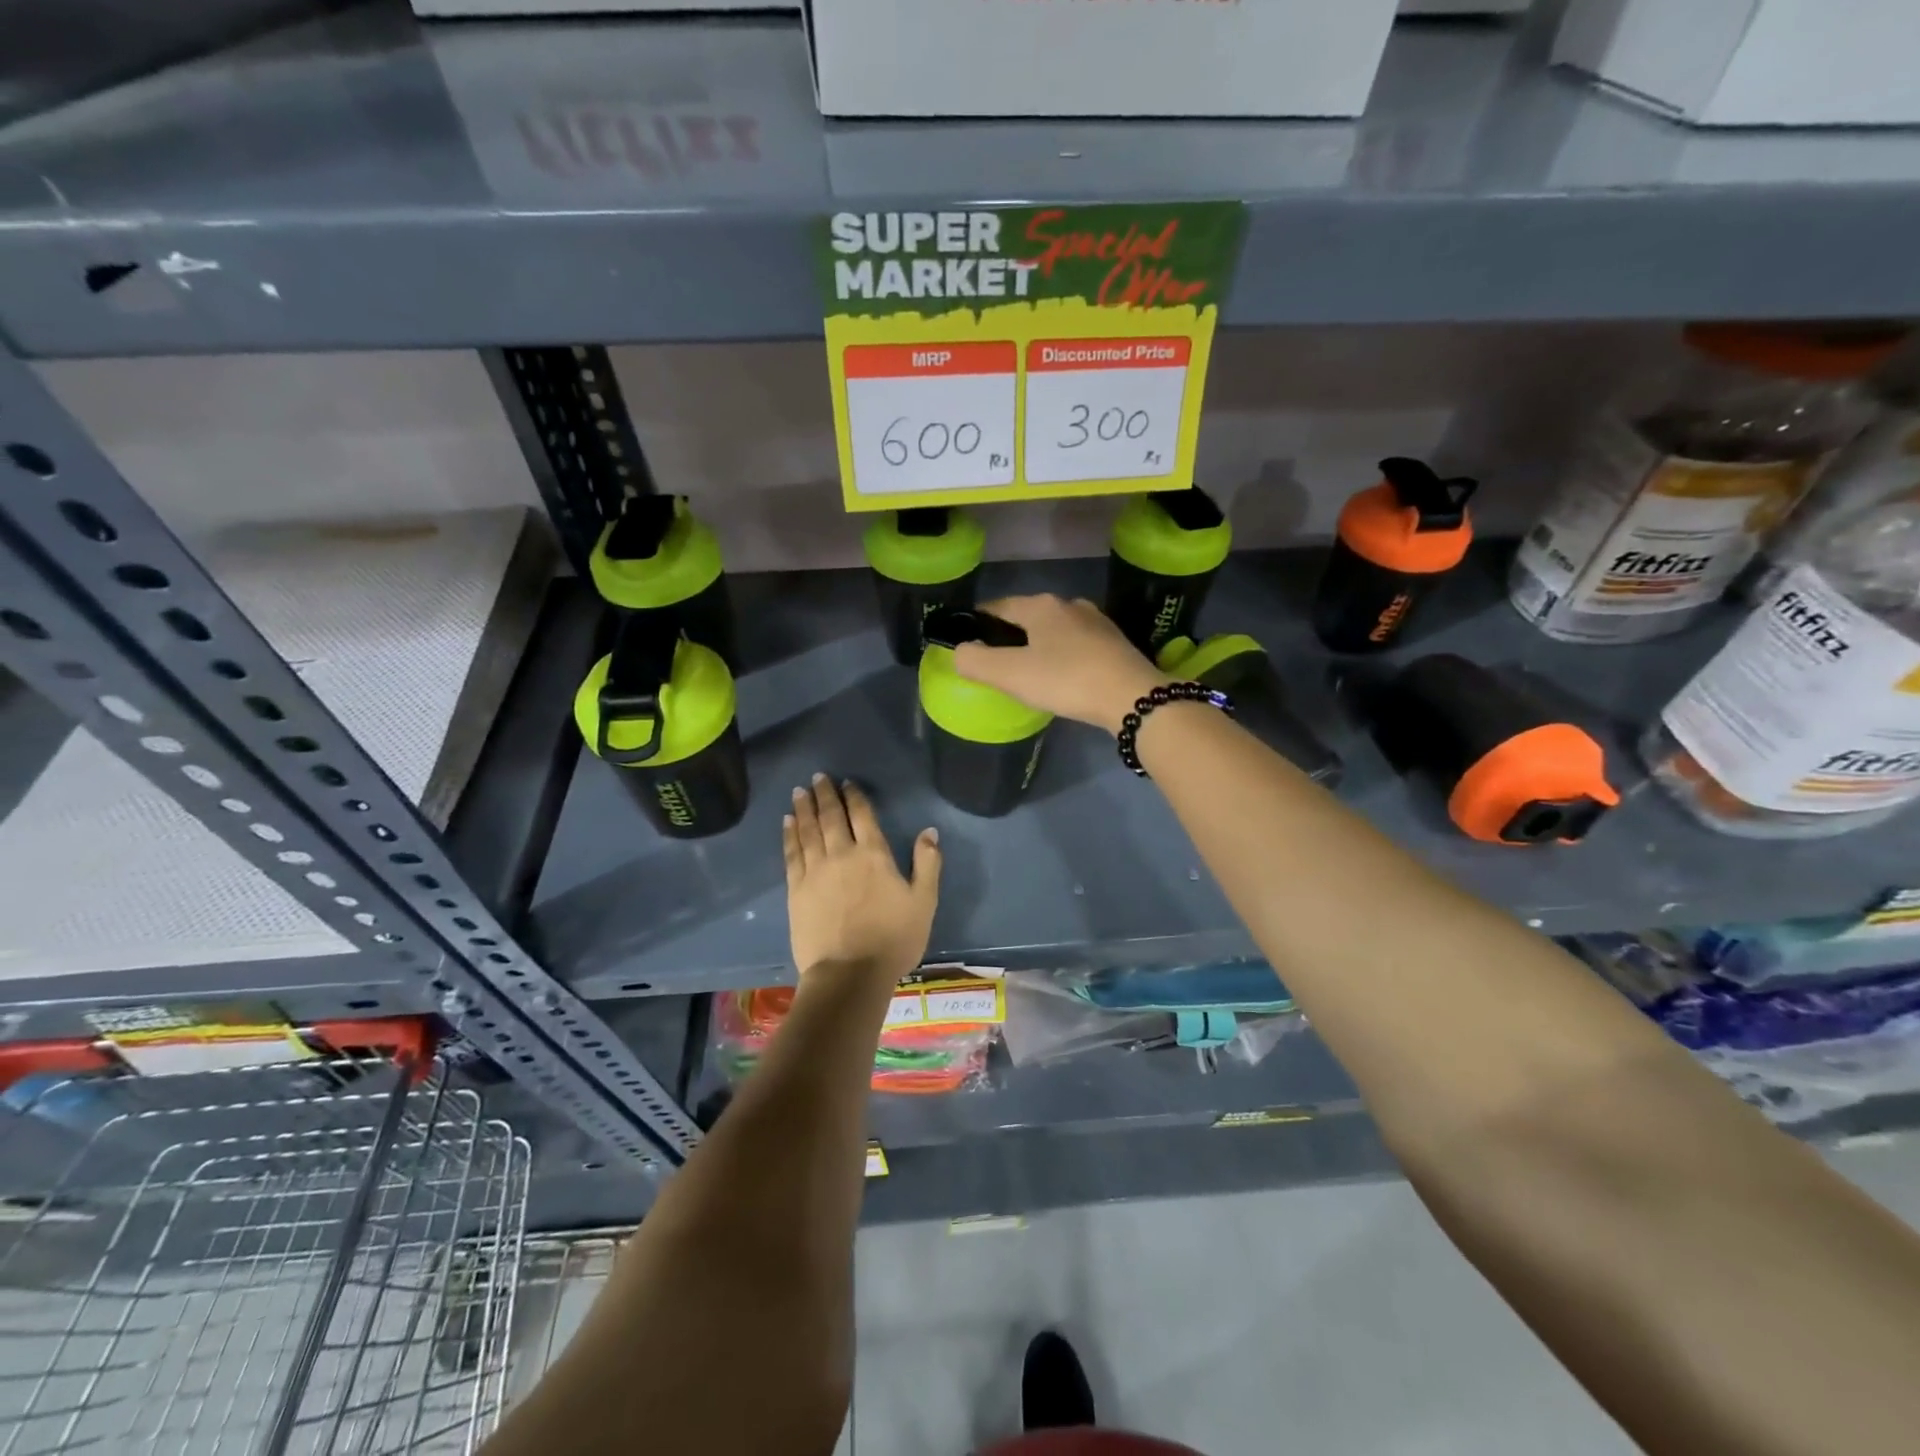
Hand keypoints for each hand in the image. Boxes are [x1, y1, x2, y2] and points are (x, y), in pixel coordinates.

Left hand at [784, 774, 941, 982]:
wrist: (849, 974)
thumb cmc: (893, 939)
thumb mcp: (924, 902)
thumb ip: (927, 863)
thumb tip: (929, 831)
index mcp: (874, 854)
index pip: (862, 815)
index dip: (854, 796)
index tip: (846, 782)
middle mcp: (842, 854)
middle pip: (831, 816)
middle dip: (824, 794)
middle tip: (817, 777)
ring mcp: (815, 871)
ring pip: (808, 830)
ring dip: (804, 808)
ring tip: (799, 792)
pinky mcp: (796, 889)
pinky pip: (792, 853)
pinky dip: (790, 834)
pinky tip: (787, 823)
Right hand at [953, 595, 1165, 735]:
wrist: (1133, 698)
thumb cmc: (1066, 680)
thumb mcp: (1010, 674)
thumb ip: (975, 661)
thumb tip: (959, 651)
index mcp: (1040, 605)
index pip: (998, 607)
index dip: (978, 622)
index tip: (967, 642)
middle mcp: (1069, 604)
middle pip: (1027, 617)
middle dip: (1010, 636)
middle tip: (996, 664)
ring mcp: (1096, 621)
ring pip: (1054, 631)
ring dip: (1038, 646)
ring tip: (1028, 672)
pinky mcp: (1115, 643)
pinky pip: (1076, 645)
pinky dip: (1063, 657)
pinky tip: (1063, 677)